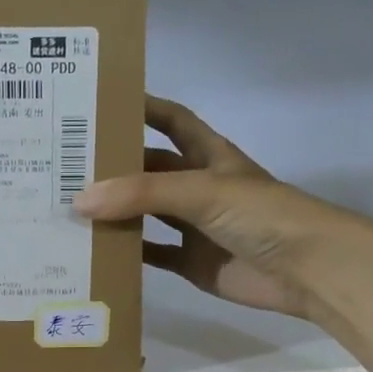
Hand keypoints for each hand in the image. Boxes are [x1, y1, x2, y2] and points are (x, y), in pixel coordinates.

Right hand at [74, 95, 348, 321]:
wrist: (306, 269)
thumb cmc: (261, 214)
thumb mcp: (201, 191)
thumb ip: (141, 194)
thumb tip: (80, 199)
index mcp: (209, 156)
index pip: (172, 120)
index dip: (142, 108)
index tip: (101, 102)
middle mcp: (199, 187)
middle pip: (150, 170)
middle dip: (115, 167)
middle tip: (66, 165)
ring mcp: (196, 227)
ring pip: (146, 215)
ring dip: (115, 212)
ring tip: (69, 208)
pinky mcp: (192, 263)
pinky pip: (153, 255)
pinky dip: (128, 254)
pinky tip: (95, 250)